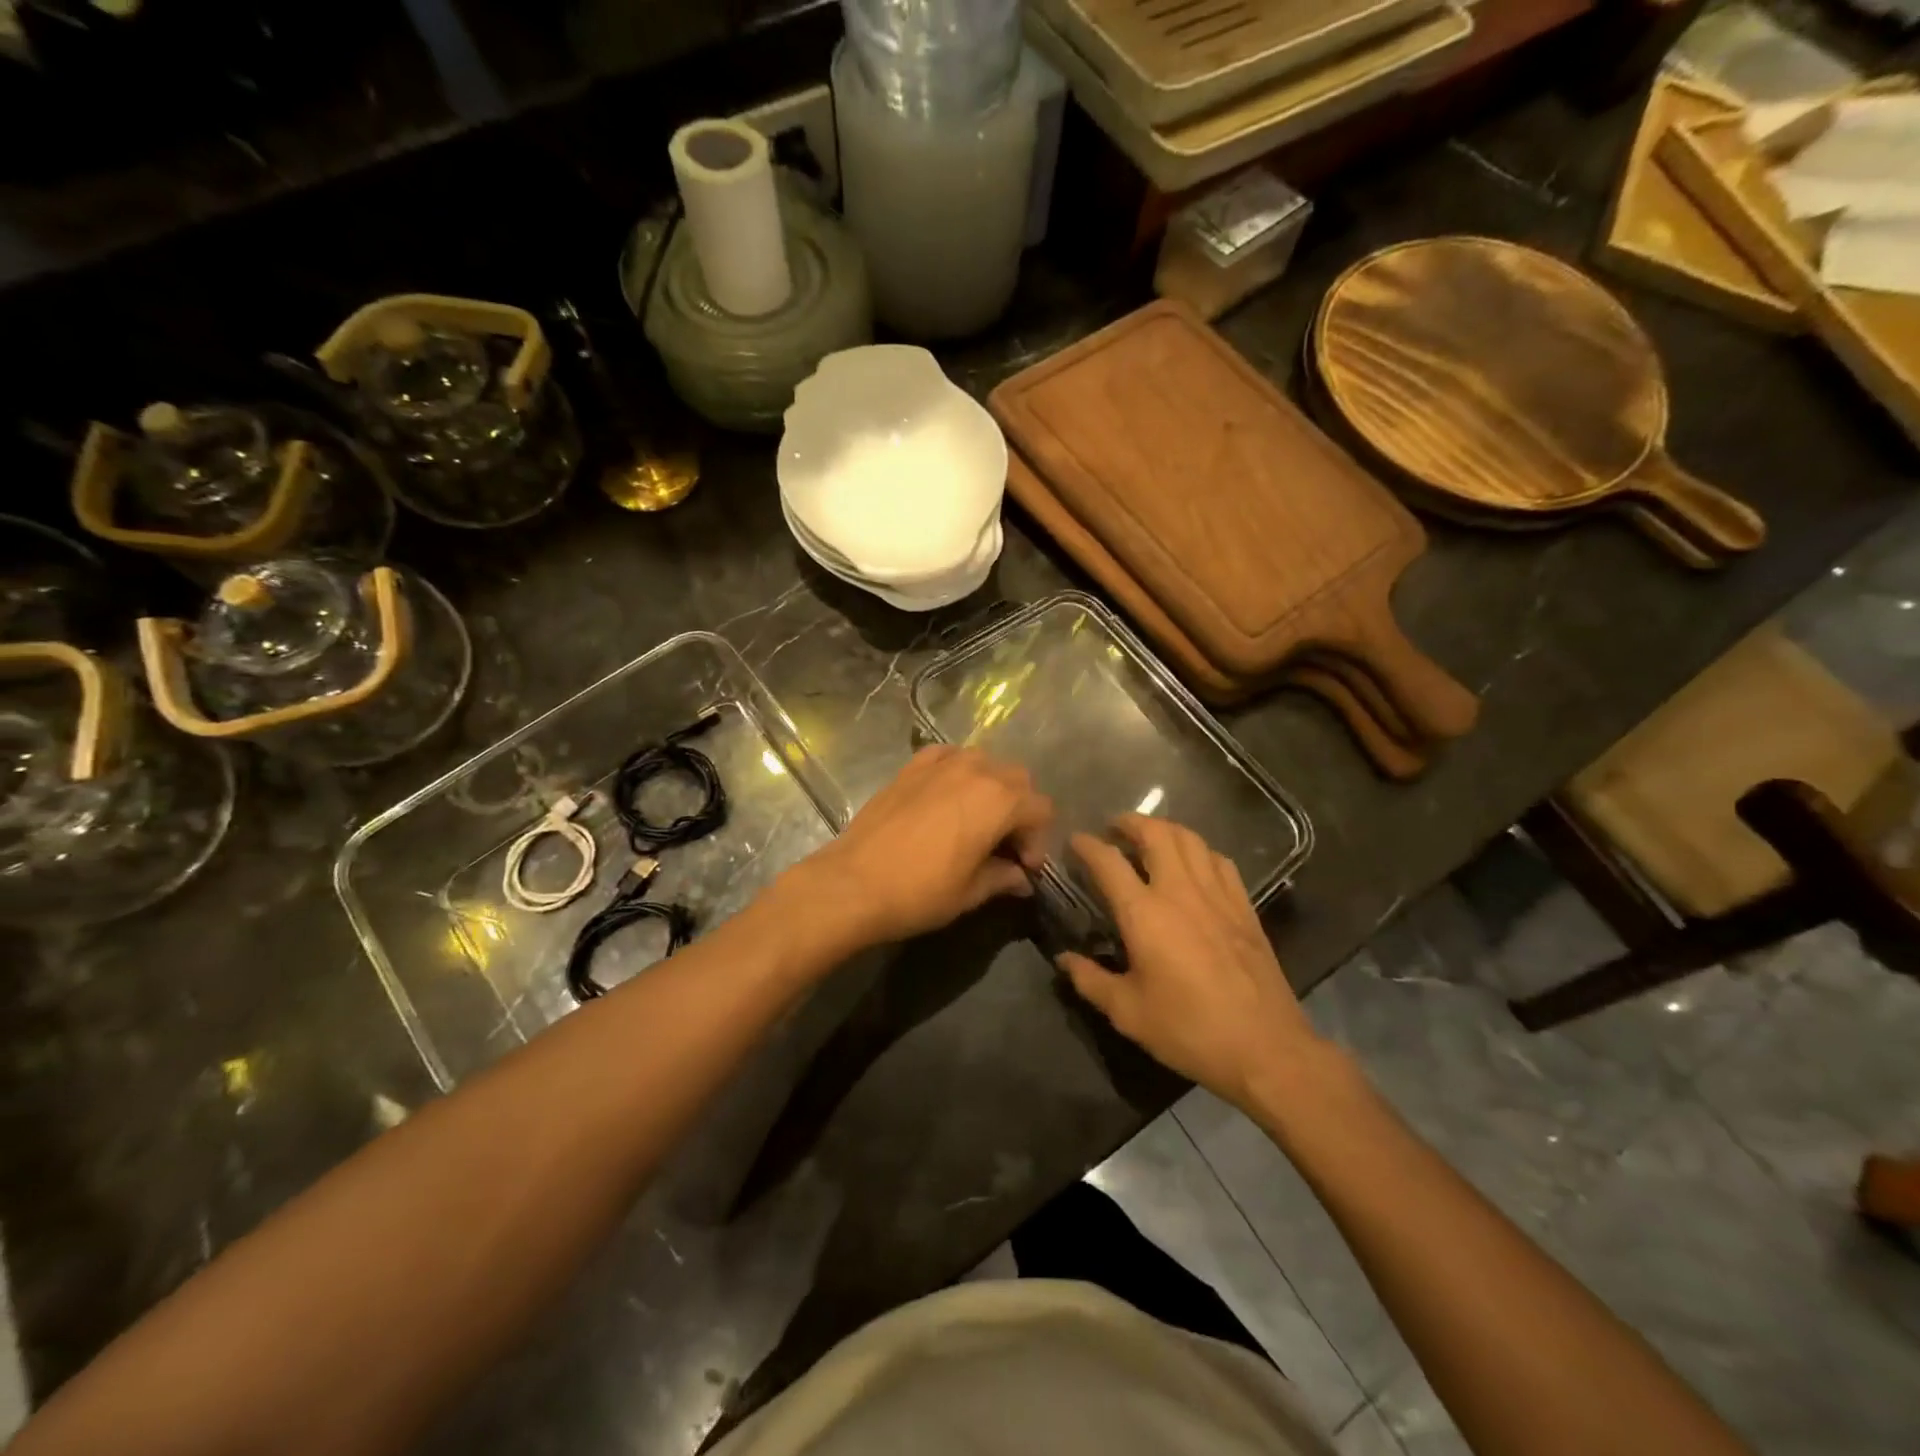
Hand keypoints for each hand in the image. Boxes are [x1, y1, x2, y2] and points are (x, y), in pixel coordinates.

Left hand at [790, 746, 1053, 949]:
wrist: (853, 882)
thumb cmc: (919, 892)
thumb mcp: (970, 892)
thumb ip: (1003, 878)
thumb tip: (1021, 879)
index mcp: (999, 800)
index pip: (1041, 809)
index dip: (1038, 840)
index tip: (1022, 868)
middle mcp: (976, 770)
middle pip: (1018, 779)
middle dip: (1019, 810)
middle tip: (1004, 845)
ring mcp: (941, 763)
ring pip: (985, 762)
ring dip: (991, 787)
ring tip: (976, 820)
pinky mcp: (911, 766)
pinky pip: (948, 756)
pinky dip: (957, 771)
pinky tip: (946, 797)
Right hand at [1057, 815, 1325, 1108]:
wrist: (1264, 1047)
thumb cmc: (1188, 1029)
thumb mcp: (1127, 1013)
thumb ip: (1090, 981)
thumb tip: (1064, 960)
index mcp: (1144, 914)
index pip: (1108, 862)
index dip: (1087, 845)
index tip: (1075, 840)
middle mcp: (1180, 891)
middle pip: (1155, 834)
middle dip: (1131, 822)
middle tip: (1115, 827)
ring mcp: (1217, 895)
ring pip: (1191, 840)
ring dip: (1166, 829)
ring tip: (1151, 836)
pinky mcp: (1244, 907)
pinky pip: (1220, 861)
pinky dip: (1200, 850)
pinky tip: (1195, 862)